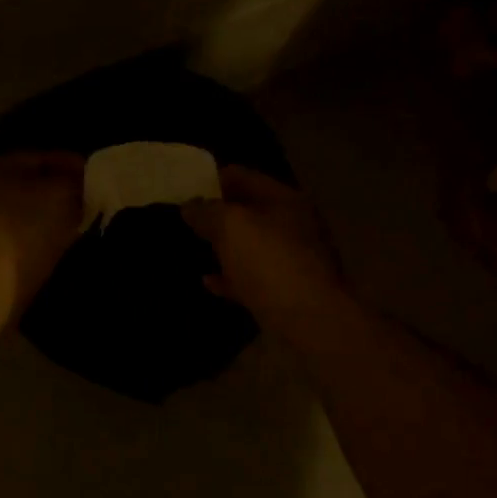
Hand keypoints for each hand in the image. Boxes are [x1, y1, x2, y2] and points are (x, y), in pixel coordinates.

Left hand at [0, 152, 85, 321]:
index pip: (40, 157)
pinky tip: (57, 248)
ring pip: (23, 213)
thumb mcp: (60, 195)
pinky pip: (16, 238)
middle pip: (29, 185)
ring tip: (79, 227)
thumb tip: (83, 180)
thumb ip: (76, 182)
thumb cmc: (21, 229)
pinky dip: (36, 240)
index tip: (99, 178)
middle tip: (91, 202)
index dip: (73, 165)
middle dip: (61, 192)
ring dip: (49, 218)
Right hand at [182, 166, 348, 336]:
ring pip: (252, 246)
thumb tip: (190, 206)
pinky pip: (252, 278)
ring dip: (225, 246)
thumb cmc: (271, 262)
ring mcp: (293, 261)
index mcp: (286, 199)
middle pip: (250, 211)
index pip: (245, 176)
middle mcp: (294, 225)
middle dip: (219, 213)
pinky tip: (208, 281)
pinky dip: (231, 277)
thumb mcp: (232, 227)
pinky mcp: (287, 293)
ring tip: (194, 245)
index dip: (213, 178)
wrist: (312, 320)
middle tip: (185, 217)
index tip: (185, 186)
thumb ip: (208, 212)